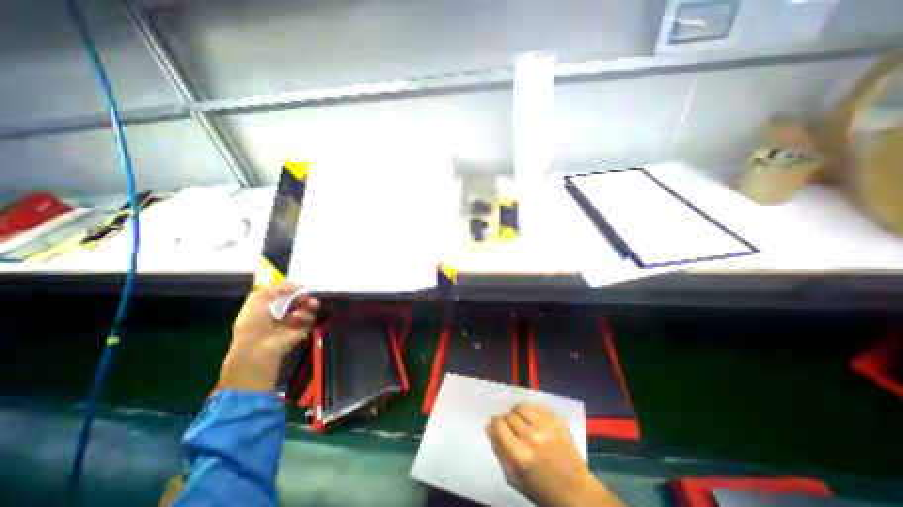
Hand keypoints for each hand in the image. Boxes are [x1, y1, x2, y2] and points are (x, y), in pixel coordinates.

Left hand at [219, 285, 315, 392]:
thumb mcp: (257, 298)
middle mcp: (280, 314)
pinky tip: (300, 316)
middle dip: (303, 296)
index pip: (283, 295)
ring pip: (306, 309)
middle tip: (306, 295)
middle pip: (297, 301)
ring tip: (310, 303)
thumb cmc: (254, 322)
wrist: (259, 346)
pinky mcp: (301, 330)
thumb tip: (297, 286)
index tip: (298, 287)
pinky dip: (307, 316)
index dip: (291, 290)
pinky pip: (309, 319)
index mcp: (267, 307)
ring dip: (309, 304)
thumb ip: (277, 287)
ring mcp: (292, 323)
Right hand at [487, 405, 620, 506]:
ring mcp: (546, 425)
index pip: (498, 424)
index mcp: (520, 454)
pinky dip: (531, 412)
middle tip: (513, 430)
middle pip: (509, 415)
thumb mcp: (515, 478)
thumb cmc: (542, 489)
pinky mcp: (556, 419)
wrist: (577, 492)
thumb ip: (499, 451)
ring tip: (522, 423)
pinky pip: (535, 407)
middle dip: (507, 420)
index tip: (498, 426)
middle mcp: (532, 436)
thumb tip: (489, 427)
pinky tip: (534, 422)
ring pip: (521, 407)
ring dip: (518, 413)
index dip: (495, 423)